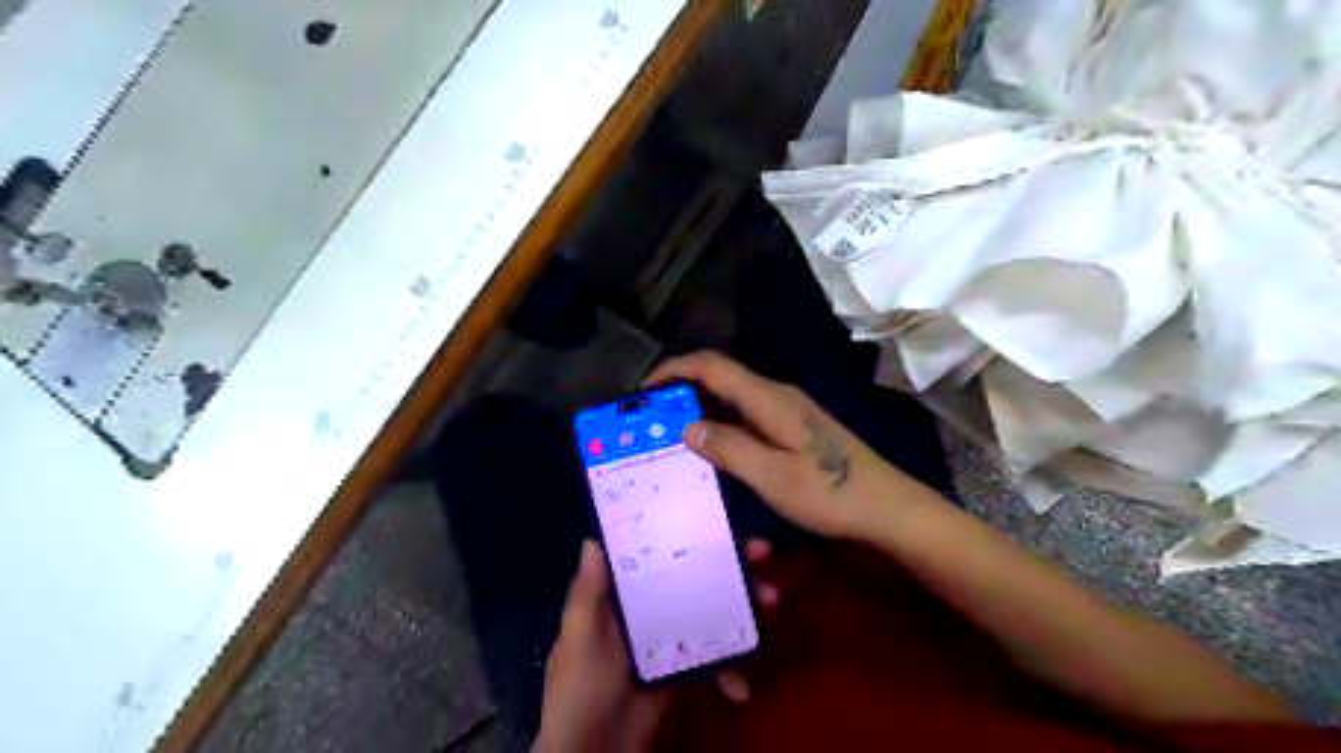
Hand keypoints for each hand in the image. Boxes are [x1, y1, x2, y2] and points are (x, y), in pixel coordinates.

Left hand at [539, 539, 786, 750]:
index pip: (658, 556)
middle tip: (762, 557)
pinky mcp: (683, 672)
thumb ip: (587, 594)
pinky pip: (713, 661)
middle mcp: (648, 611)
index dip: (688, 539)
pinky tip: (742, 686)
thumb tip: (592, 540)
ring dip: (743, 609)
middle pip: (693, 580)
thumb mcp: (579, 638)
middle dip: (730, 568)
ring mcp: (669, 641)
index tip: (722, 524)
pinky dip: (730, 671)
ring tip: (771, 603)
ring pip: (710, 613)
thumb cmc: (580, 688)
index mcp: (622, 597)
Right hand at [640, 351, 916, 536]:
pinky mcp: (793, 428)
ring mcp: (787, 411)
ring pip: (732, 397)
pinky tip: (710, 448)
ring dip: (699, 408)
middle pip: (720, 377)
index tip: (644, 392)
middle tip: (651, 419)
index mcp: (770, 399)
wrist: (886, 507)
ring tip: (670, 434)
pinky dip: (720, 423)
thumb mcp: (774, 477)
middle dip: (682, 390)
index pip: (713, 366)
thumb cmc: (831, 493)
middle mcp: (776, 395)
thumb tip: (688, 426)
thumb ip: (730, 448)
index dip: (675, 369)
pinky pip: (745, 415)